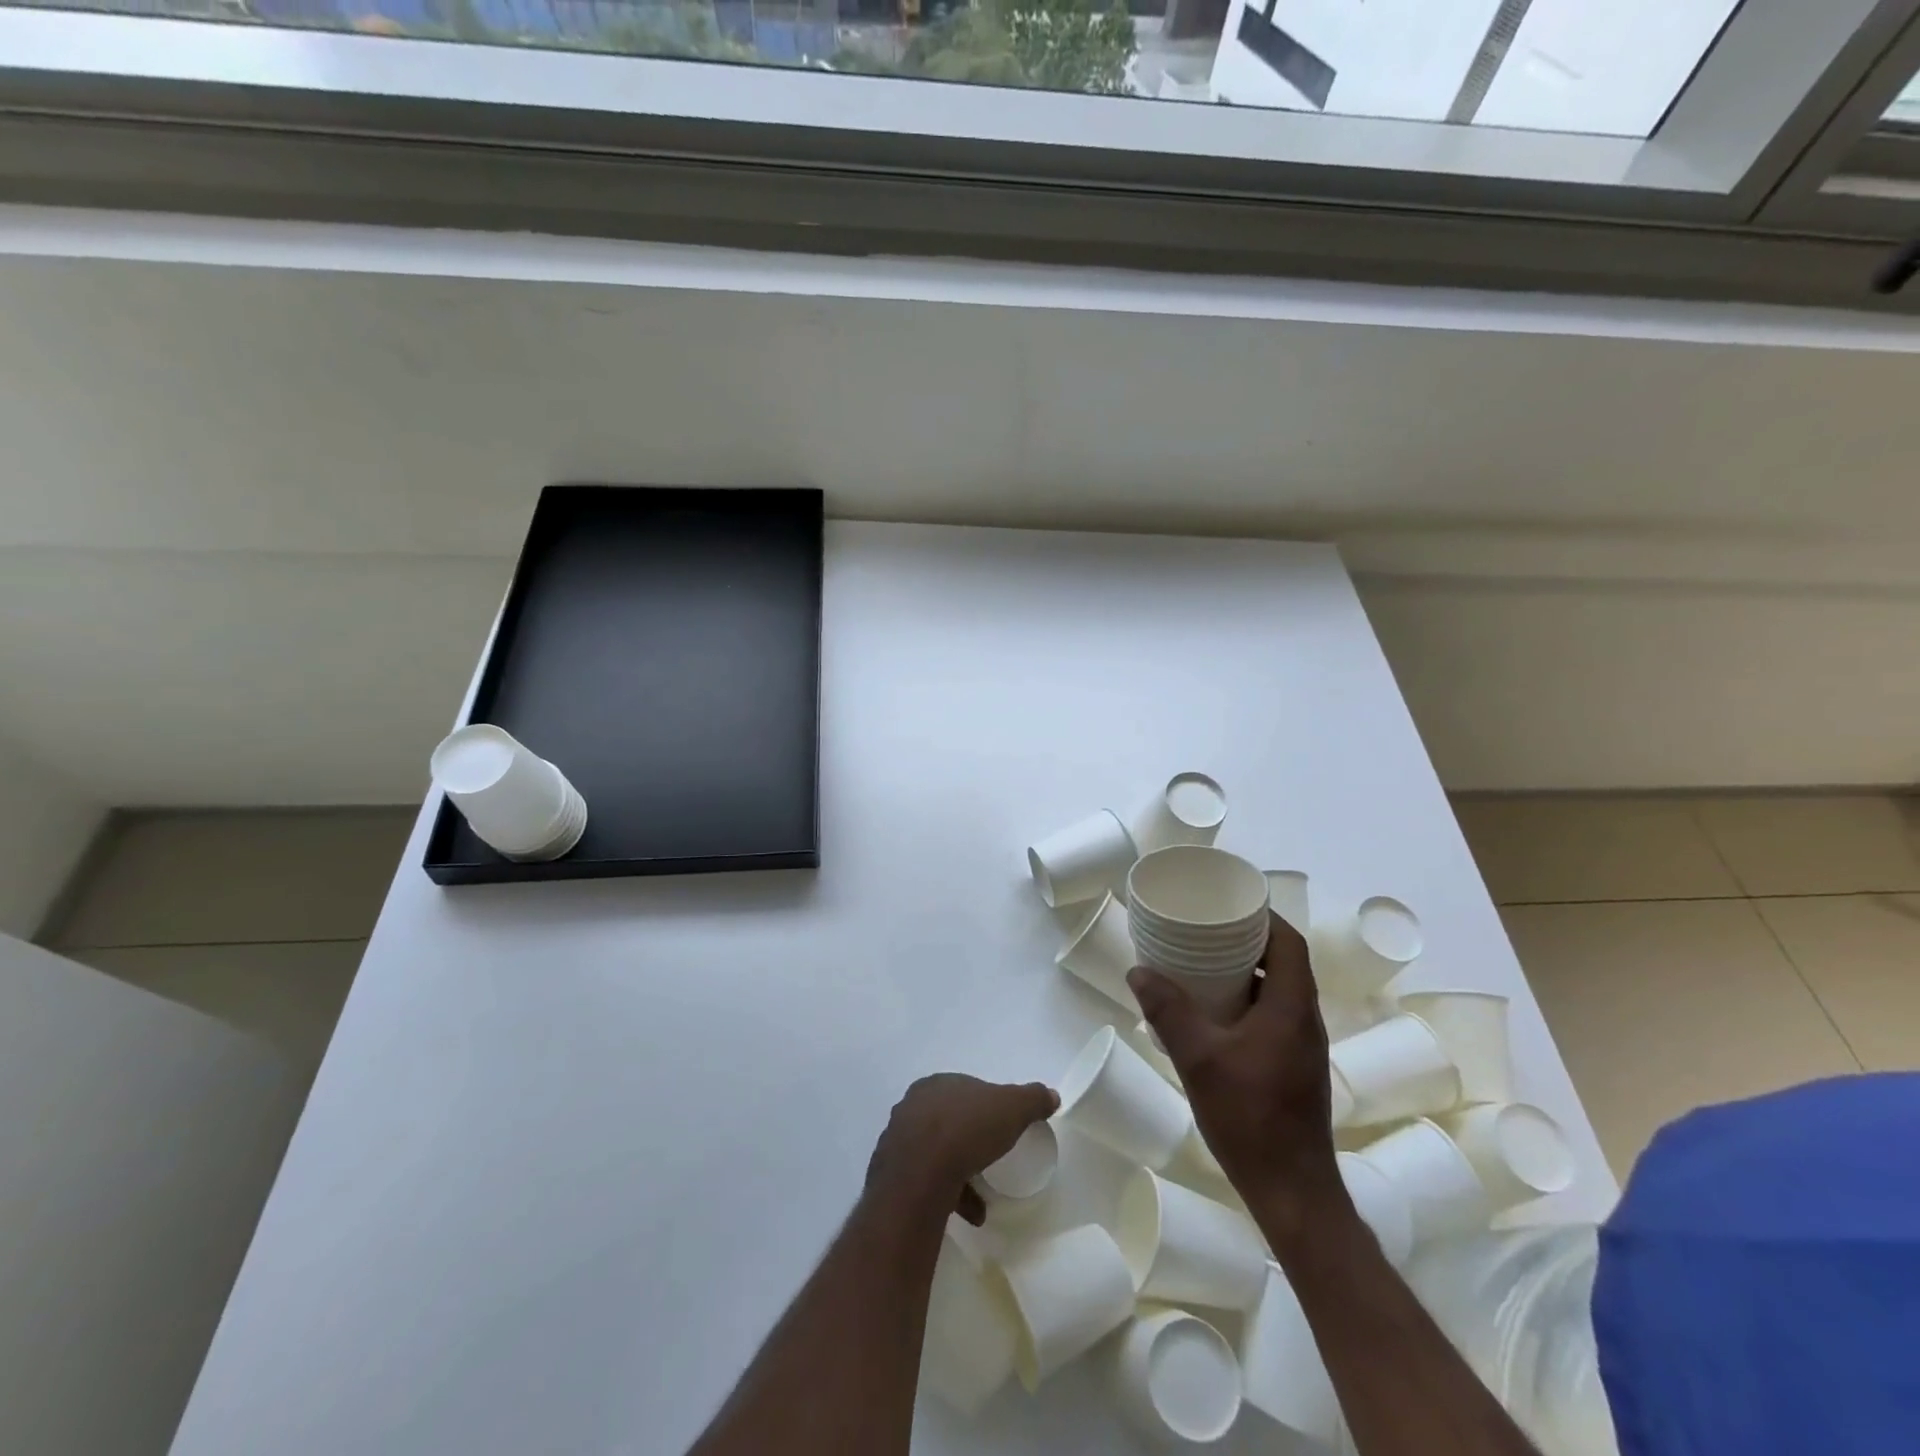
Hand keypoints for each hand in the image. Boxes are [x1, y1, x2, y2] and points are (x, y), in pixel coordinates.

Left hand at [866, 1074, 1058, 1225]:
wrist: (920, 1176)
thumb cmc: (967, 1130)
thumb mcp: (1012, 1108)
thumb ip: (1032, 1098)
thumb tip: (1051, 1095)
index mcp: (937, 1084)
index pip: (965, 1091)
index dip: (985, 1107)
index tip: (1002, 1128)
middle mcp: (913, 1106)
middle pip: (948, 1122)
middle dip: (969, 1141)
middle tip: (990, 1160)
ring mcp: (898, 1141)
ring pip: (935, 1154)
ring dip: (958, 1174)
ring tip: (982, 1202)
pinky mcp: (891, 1175)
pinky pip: (924, 1182)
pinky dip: (947, 1195)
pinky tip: (968, 1215)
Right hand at [1129, 913, 1350, 1253]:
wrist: (1291, 1192)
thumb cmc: (1250, 1118)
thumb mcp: (1199, 1060)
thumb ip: (1168, 1012)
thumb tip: (1139, 971)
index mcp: (1292, 1009)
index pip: (1290, 944)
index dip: (1266, 917)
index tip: (1231, 905)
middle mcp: (1304, 1021)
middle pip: (1285, 963)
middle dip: (1250, 940)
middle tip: (1208, 930)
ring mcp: (1302, 1047)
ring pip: (1279, 991)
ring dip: (1249, 972)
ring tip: (1205, 964)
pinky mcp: (1294, 1068)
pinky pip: (1274, 1016)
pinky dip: (1249, 1001)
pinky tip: (1214, 1013)